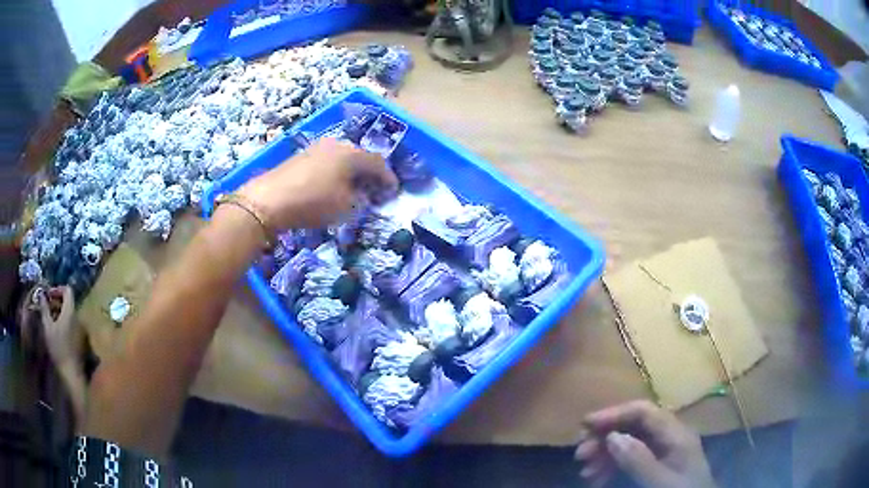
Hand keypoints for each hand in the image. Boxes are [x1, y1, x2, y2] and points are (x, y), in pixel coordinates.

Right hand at [38, 286, 83, 369]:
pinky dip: (67, 324)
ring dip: (61, 313)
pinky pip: (75, 325)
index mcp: (71, 311)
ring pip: (72, 314)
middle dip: (58, 302)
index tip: (49, 296)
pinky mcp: (84, 341)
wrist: (73, 374)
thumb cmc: (59, 350)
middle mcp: (80, 318)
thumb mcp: (48, 327)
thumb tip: (42, 295)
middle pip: (69, 302)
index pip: (68, 290)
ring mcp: (83, 330)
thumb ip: (45, 309)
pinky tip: (59, 333)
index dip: (58, 289)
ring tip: (52, 321)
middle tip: (48, 309)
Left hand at [237, 138, 397, 228]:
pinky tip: (333, 185)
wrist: (269, 200)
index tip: (393, 191)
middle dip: (369, 173)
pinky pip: (328, 161)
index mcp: (351, 154)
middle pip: (360, 156)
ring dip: (352, 172)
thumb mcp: (345, 206)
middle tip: (375, 189)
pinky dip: (336, 172)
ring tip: (354, 188)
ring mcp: (317, 148)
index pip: (377, 162)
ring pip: (343, 157)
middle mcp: (336, 144)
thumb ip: (360, 199)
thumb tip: (362, 194)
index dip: (388, 177)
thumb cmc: (313, 202)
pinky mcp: (302, 155)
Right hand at [575, 400, 714, 487]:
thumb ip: (639, 460)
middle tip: (580, 454)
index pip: (643, 412)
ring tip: (585, 472)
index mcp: (676, 434)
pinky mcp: (658, 463)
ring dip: (605, 455)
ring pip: (629, 442)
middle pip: (633, 426)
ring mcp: (663, 450)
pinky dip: (612, 466)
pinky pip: (631, 458)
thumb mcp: (660, 481)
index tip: (585, 425)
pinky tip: (597, 479)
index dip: (614, 414)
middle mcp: (669, 436)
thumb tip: (612, 436)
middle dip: (605, 437)